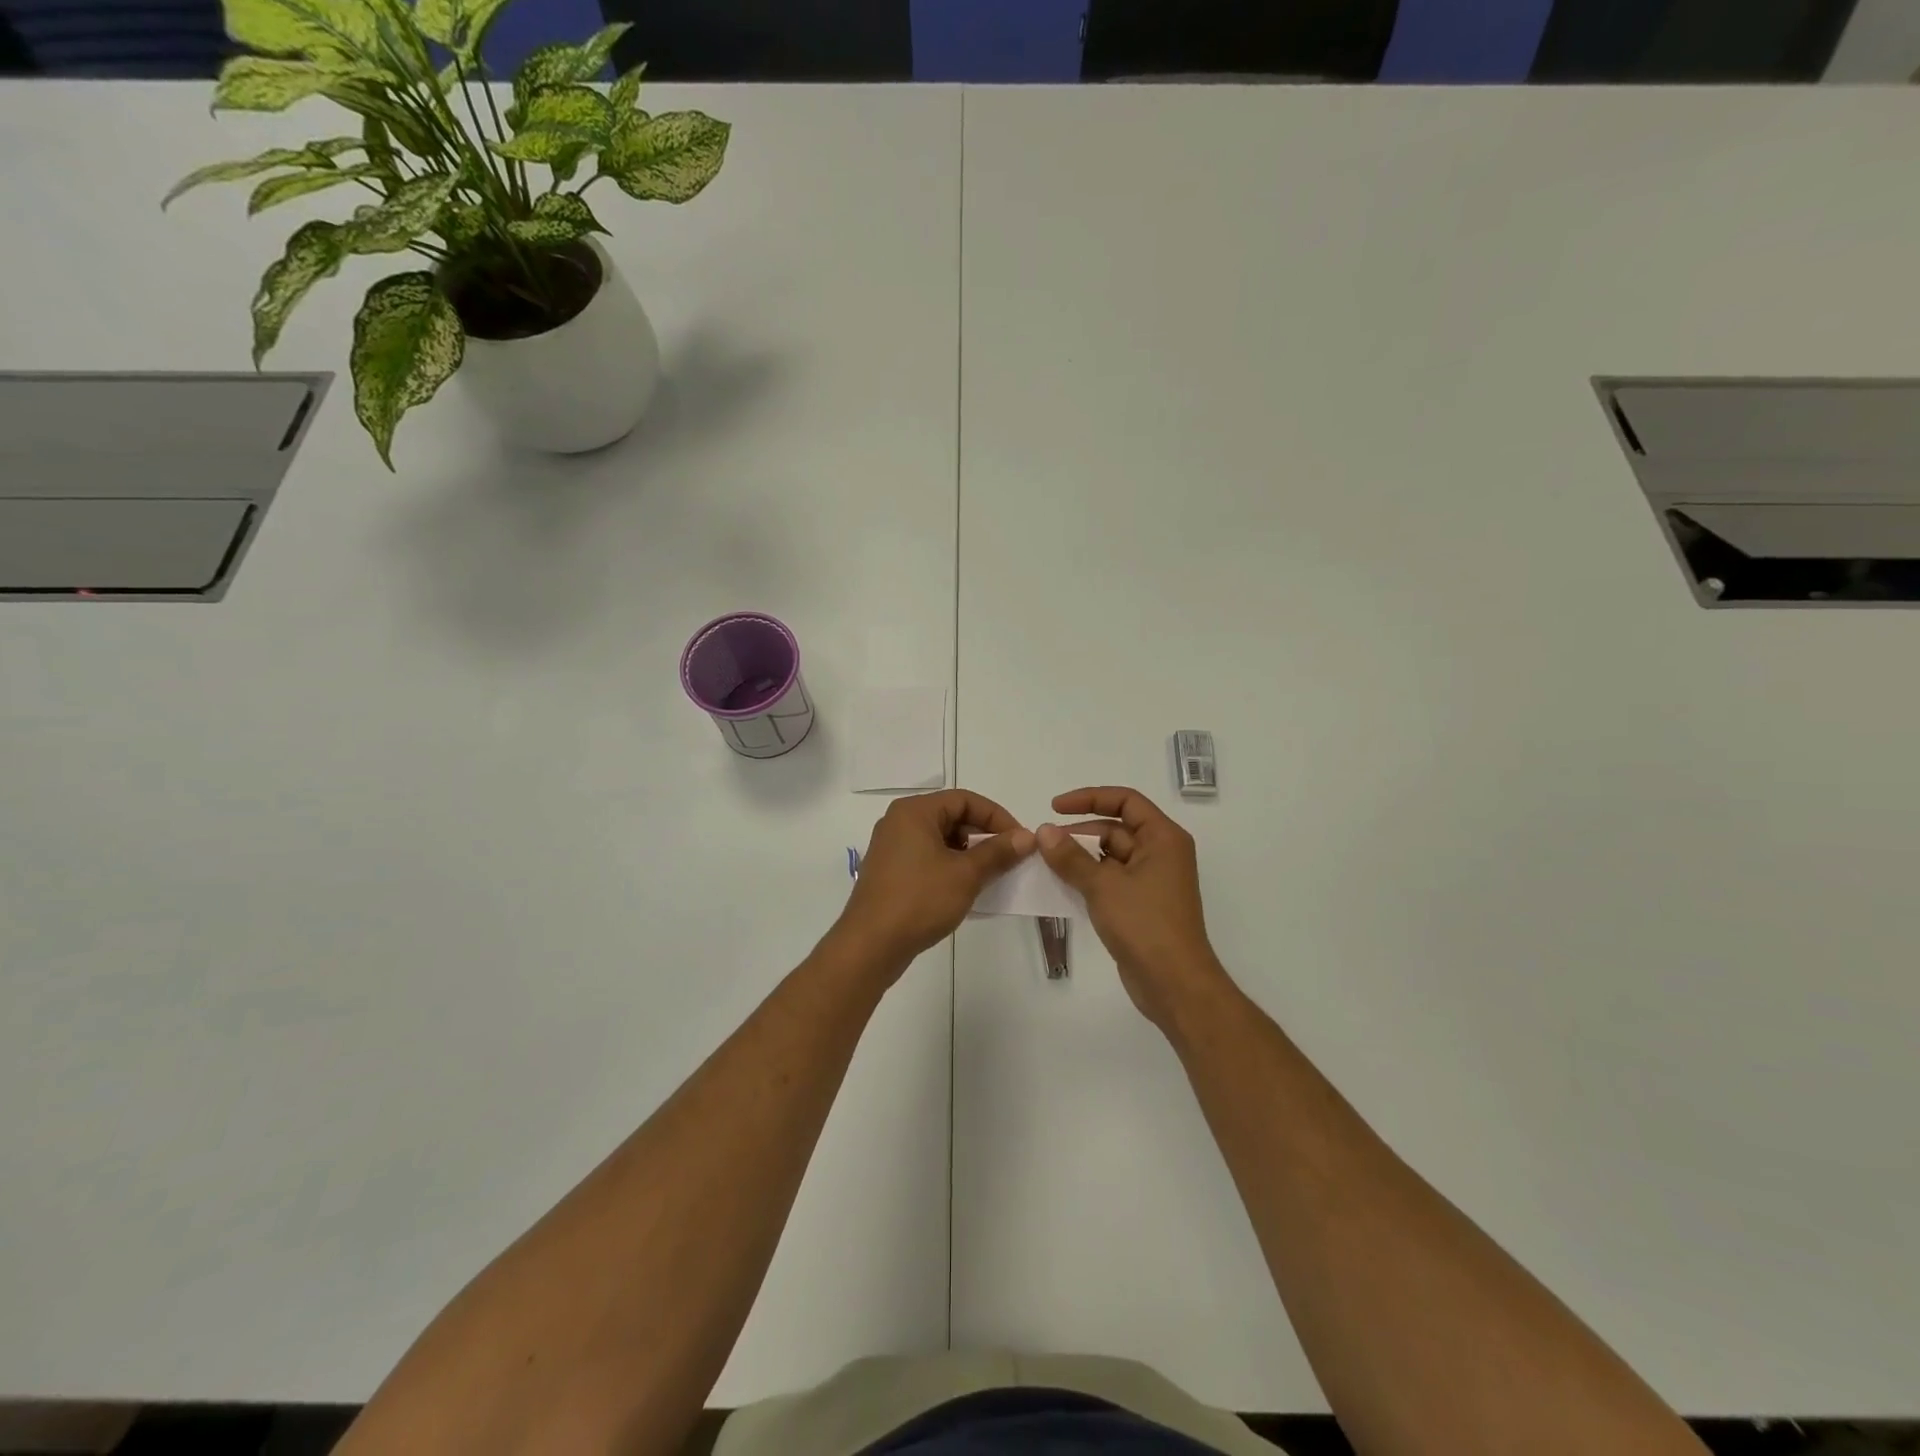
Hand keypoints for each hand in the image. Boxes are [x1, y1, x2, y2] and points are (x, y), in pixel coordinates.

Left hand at [830, 789, 1034, 980]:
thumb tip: (1027, 836)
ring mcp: (891, 847)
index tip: (1020, 840)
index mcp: (914, 812)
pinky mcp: (890, 871)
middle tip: (1008, 858)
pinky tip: (965, 888)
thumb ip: (998, 852)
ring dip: (968, 853)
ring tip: (990, 875)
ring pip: (940, 839)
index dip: (997, 817)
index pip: (965, 800)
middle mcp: (899, 822)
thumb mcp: (966, 874)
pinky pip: (927, 857)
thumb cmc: (919, 901)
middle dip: (983, 835)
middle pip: (952, 816)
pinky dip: (950, 866)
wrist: (870, 945)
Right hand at [1038, 786, 1229, 1031]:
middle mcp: (1160, 853)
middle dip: (1080, 833)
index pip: (1125, 801)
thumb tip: (1044, 831)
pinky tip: (1060, 885)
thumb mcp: (1103, 886)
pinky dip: (1087, 878)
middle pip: (1115, 829)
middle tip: (1043, 843)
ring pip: (1110, 856)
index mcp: (1163, 838)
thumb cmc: (1145, 924)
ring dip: (1080, 858)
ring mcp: (1151, 880)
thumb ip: (1071, 856)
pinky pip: (1110, 880)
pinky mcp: (1141, 905)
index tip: (1055, 807)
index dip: (1089, 798)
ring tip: (1044, 863)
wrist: (1174, 983)